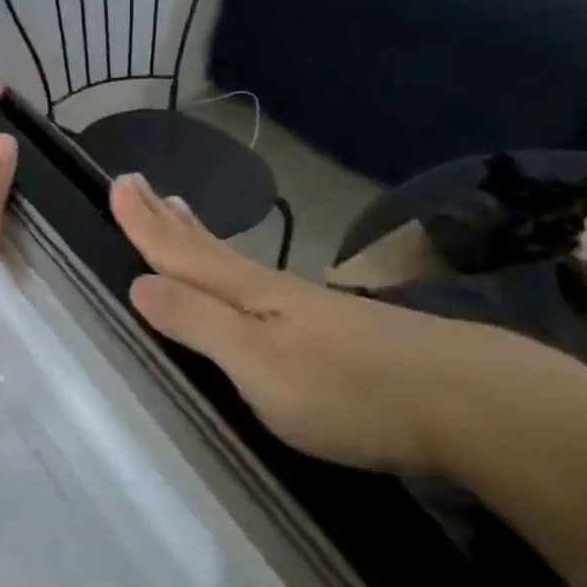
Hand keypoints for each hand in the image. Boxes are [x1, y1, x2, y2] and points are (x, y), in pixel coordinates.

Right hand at [110, 174, 579, 474]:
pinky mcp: (335, 330)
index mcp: (247, 293)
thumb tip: (137, 283)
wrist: (470, 403)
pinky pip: (260, 283)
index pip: (180, 252)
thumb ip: (197, 322)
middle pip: (206, 248)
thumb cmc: (349, 389)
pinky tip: (247, 278)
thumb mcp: (258, 363)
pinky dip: (235, 266)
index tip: (116, 184)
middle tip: (137, 183)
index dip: (144, 224)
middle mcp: (272, 290)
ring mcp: (308, 308)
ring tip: (179, 210)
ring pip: (235, 261)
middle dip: (166, 220)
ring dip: (199, 236)